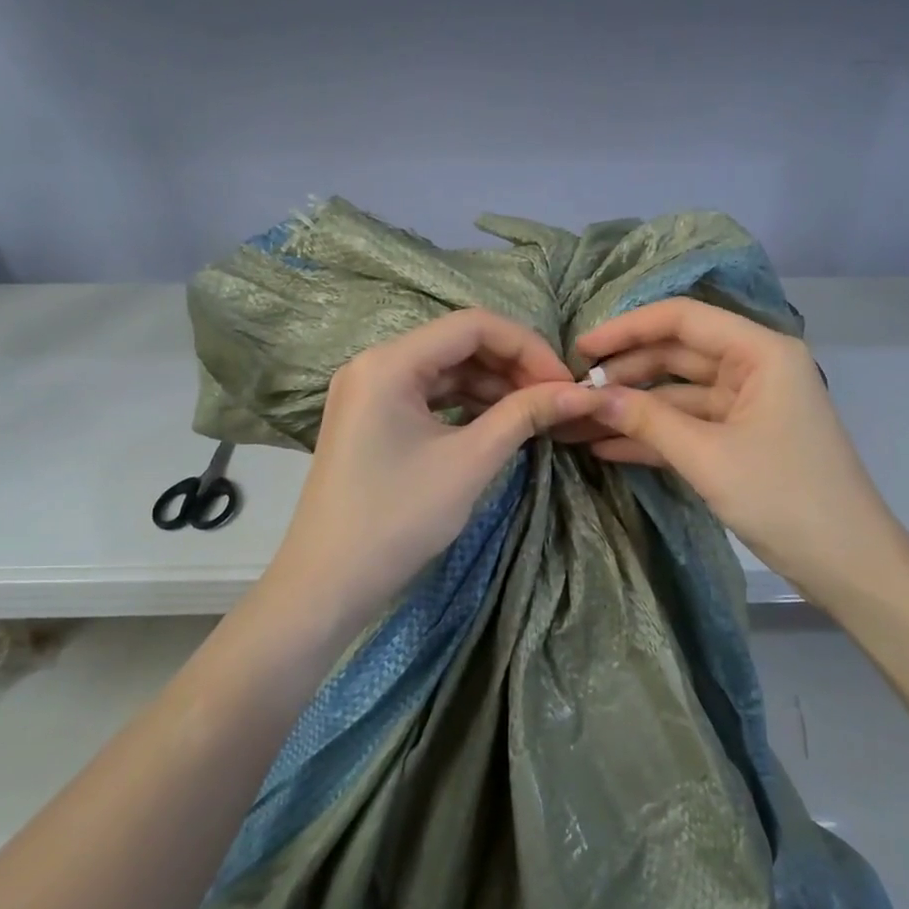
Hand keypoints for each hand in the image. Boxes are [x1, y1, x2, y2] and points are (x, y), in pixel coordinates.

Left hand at [262, 309, 590, 634]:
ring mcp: (369, 390)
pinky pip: (429, 394)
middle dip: (512, 366)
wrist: (327, 583)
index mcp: (389, 362)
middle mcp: (374, 363)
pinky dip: (467, 403)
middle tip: (555, 398)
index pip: (472, 325)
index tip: (564, 382)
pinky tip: (499, 422)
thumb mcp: (470, 462)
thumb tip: (580, 392)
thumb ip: (525, 415)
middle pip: (458, 343)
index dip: (527, 346)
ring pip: (446, 368)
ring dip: (493, 385)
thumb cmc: (398, 518)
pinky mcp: (372, 416)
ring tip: (535, 413)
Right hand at [575, 300, 908, 606]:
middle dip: (625, 373)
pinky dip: (652, 435)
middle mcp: (754, 366)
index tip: (580, 350)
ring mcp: (747, 404)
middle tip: (572, 391)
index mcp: (761, 351)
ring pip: (677, 393)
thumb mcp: (708, 457)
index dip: (627, 329)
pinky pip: (688, 425)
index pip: (683, 319)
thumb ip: (647, 419)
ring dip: (632, 409)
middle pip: (677, 354)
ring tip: (577, 422)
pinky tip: (605, 446)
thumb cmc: (785, 499)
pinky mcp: (740, 438)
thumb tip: (588, 396)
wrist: (848, 566)